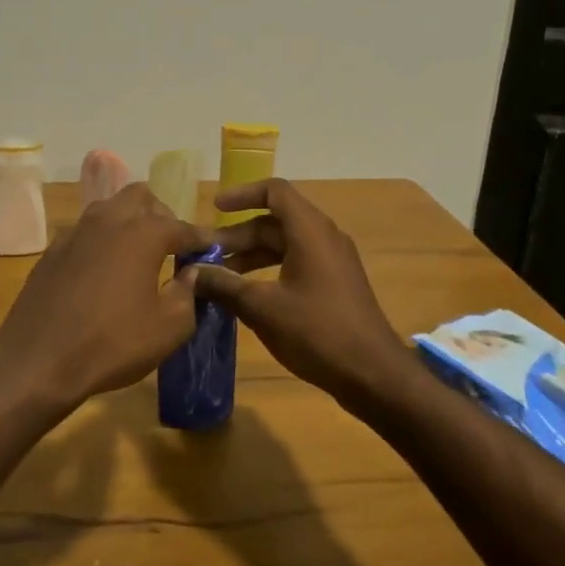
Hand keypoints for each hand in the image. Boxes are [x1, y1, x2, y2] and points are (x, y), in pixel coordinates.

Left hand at [0, 183, 206, 408]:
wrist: (38, 360)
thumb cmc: (112, 343)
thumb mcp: (169, 328)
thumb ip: (188, 294)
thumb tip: (191, 274)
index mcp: (142, 233)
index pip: (181, 226)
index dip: (200, 238)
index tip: (212, 249)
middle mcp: (108, 220)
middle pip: (140, 197)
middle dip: (160, 214)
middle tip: (171, 245)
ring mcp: (75, 232)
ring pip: (109, 208)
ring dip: (128, 222)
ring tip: (138, 254)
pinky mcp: (52, 251)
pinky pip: (85, 232)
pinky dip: (102, 241)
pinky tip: (104, 271)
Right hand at [193, 179, 411, 408]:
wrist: (373, 374)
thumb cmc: (317, 331)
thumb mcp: (262, 308)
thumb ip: (224, 285)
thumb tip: (191, 272)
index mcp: (309, 231)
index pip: (274, 191)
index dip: (242, 194)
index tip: (214, 209)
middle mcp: (323, 237)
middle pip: (274, 221)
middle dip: (237, 235)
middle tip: (205, 256)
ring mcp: (332, 261)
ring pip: (284, 244)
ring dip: (251, 255)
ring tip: (219, 278)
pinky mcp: (335, 284)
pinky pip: (296, 262)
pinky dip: (269, 271)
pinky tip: (247, 296)